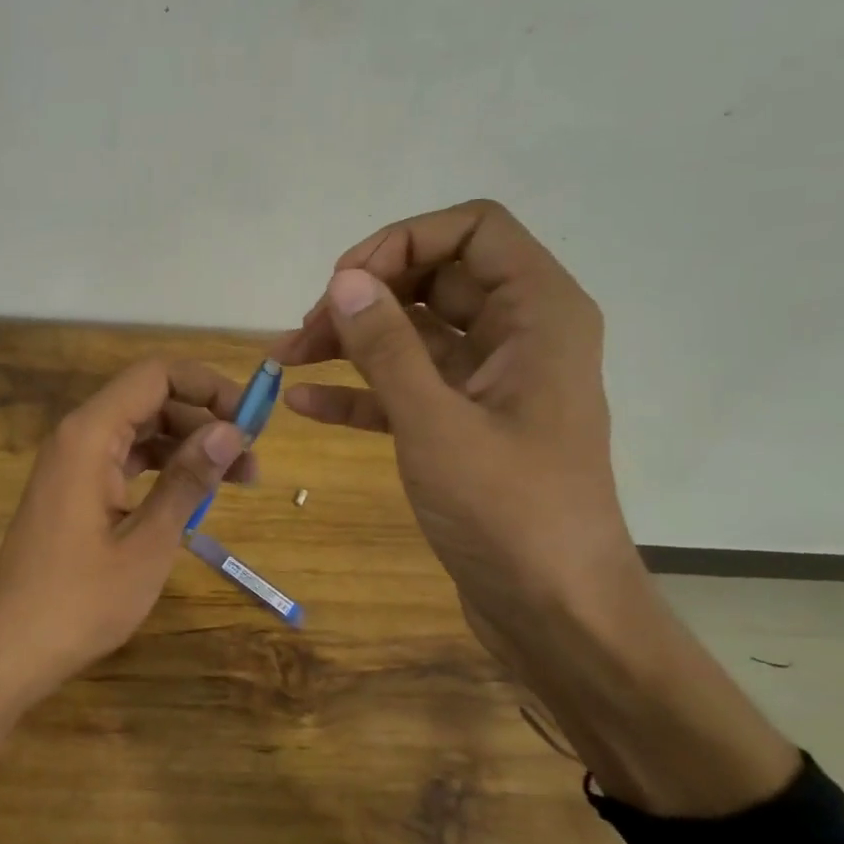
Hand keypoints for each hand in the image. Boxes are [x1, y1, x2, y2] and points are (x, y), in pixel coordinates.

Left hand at [0, 357, 254, 710]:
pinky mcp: (73, 491)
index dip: (208, 385)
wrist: (6, 651)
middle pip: (149, 400)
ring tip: (237, 480)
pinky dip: (162, 469)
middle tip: (251, 459)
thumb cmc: (78, 601)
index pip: (156, 375)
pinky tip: (193, 496)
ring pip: (139, 431)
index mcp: (90, 434)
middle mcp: (78, 437)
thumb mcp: (148, 542)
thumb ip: (188, 481)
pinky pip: (124, 460)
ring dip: (188, 446)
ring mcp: (72, 464)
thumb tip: (232, 431)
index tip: (251, 419)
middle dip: (204, 419)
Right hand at [274, 200, 636, 647]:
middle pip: (434, 278)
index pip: (473, 229)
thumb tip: (344, 280)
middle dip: (365, 295)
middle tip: (306, 327)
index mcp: (537, 314)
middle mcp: (518, 335)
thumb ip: (386, 346)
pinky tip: (304, 402)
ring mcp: (489, 382)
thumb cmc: (509, 512)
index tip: (345, 281)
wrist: (556, 615)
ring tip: (287, 358)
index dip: (404, 240)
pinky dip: (360, 390)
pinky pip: (406, 387)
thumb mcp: (436, 422)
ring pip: (413, 334)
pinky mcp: (464, 425)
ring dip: (351, 340)